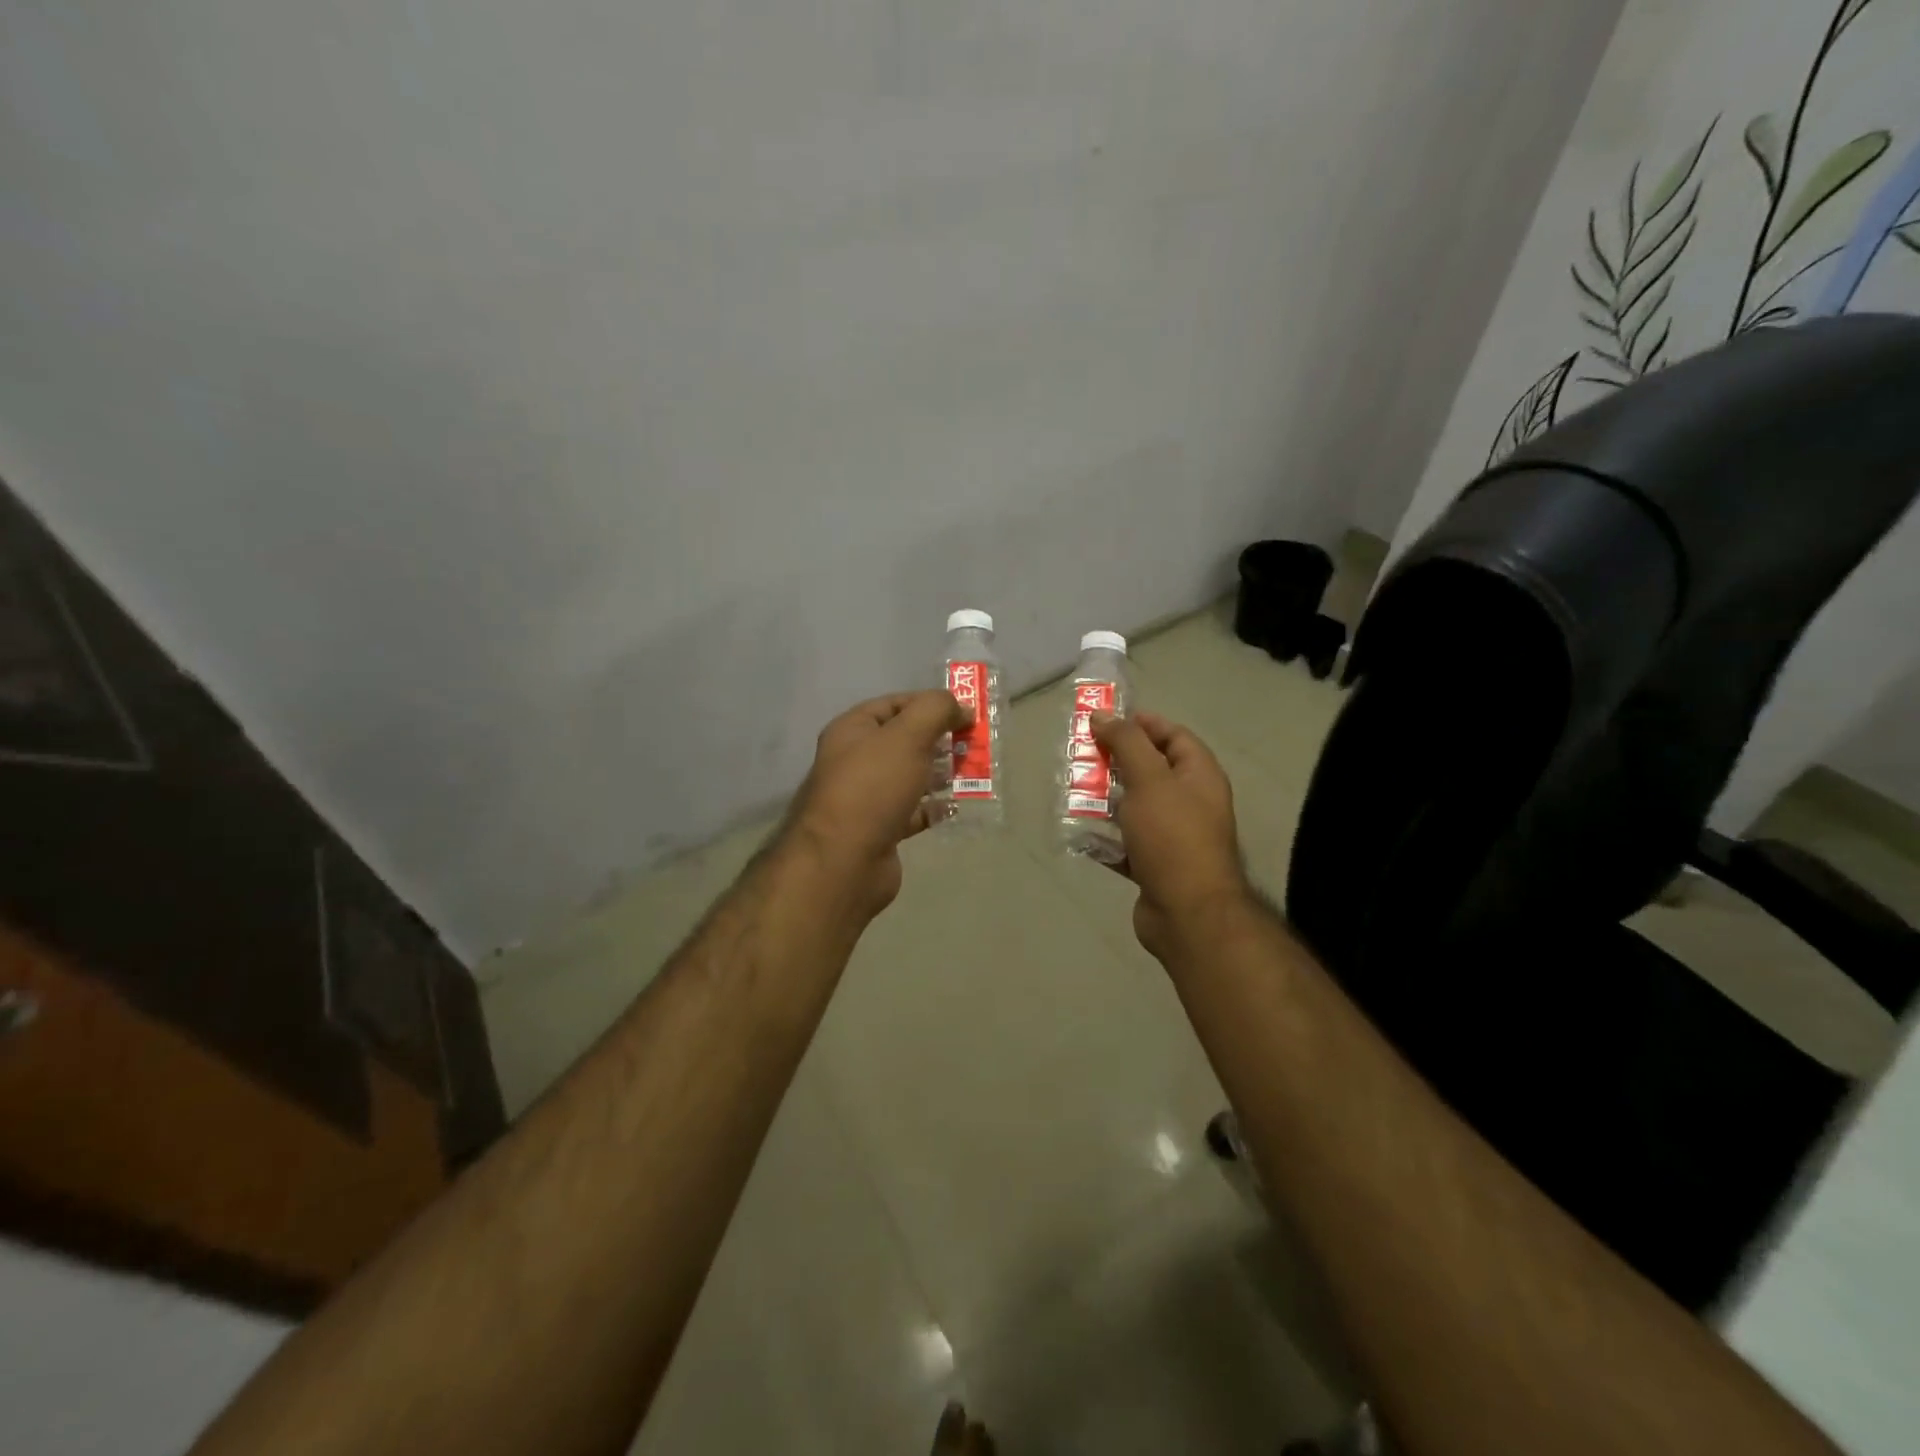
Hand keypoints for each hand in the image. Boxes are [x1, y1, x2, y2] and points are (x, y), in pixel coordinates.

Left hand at [785, 690, 967, 916]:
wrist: (845, 861)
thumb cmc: (873, 787)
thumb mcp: (908, 736)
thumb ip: (936, 710)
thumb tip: (961, 707)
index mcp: (852, 731)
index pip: (894, 704)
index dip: (929, 703)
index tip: (965, 712)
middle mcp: (855, 760)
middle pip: (904, 741)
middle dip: (939, 739)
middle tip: (973, 743)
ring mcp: (867, 798)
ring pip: (910, 776)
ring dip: (940, 773)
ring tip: (971, 772)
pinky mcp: (881, 830)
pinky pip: (913, 811)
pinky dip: (934, 808)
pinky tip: (956, 806)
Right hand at [1091, 711, 1251, 959]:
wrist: (1187, 913)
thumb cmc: (1172, 837)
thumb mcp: (1149, 780)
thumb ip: (1126, 743)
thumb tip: (1103, 714)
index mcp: (1199, 776)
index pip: (1174, 736)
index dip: (1143, 723)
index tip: (1106, 721)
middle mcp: (1190, 802)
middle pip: (1151, 770)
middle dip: (1116, 761)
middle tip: (1081, 755)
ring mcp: (1172, 836)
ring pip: (1134, 807)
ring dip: (1105, 799)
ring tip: (1072, 791)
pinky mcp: (1154, 865)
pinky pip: (1125, 842)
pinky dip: (1105, 837)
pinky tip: (1079, 832)